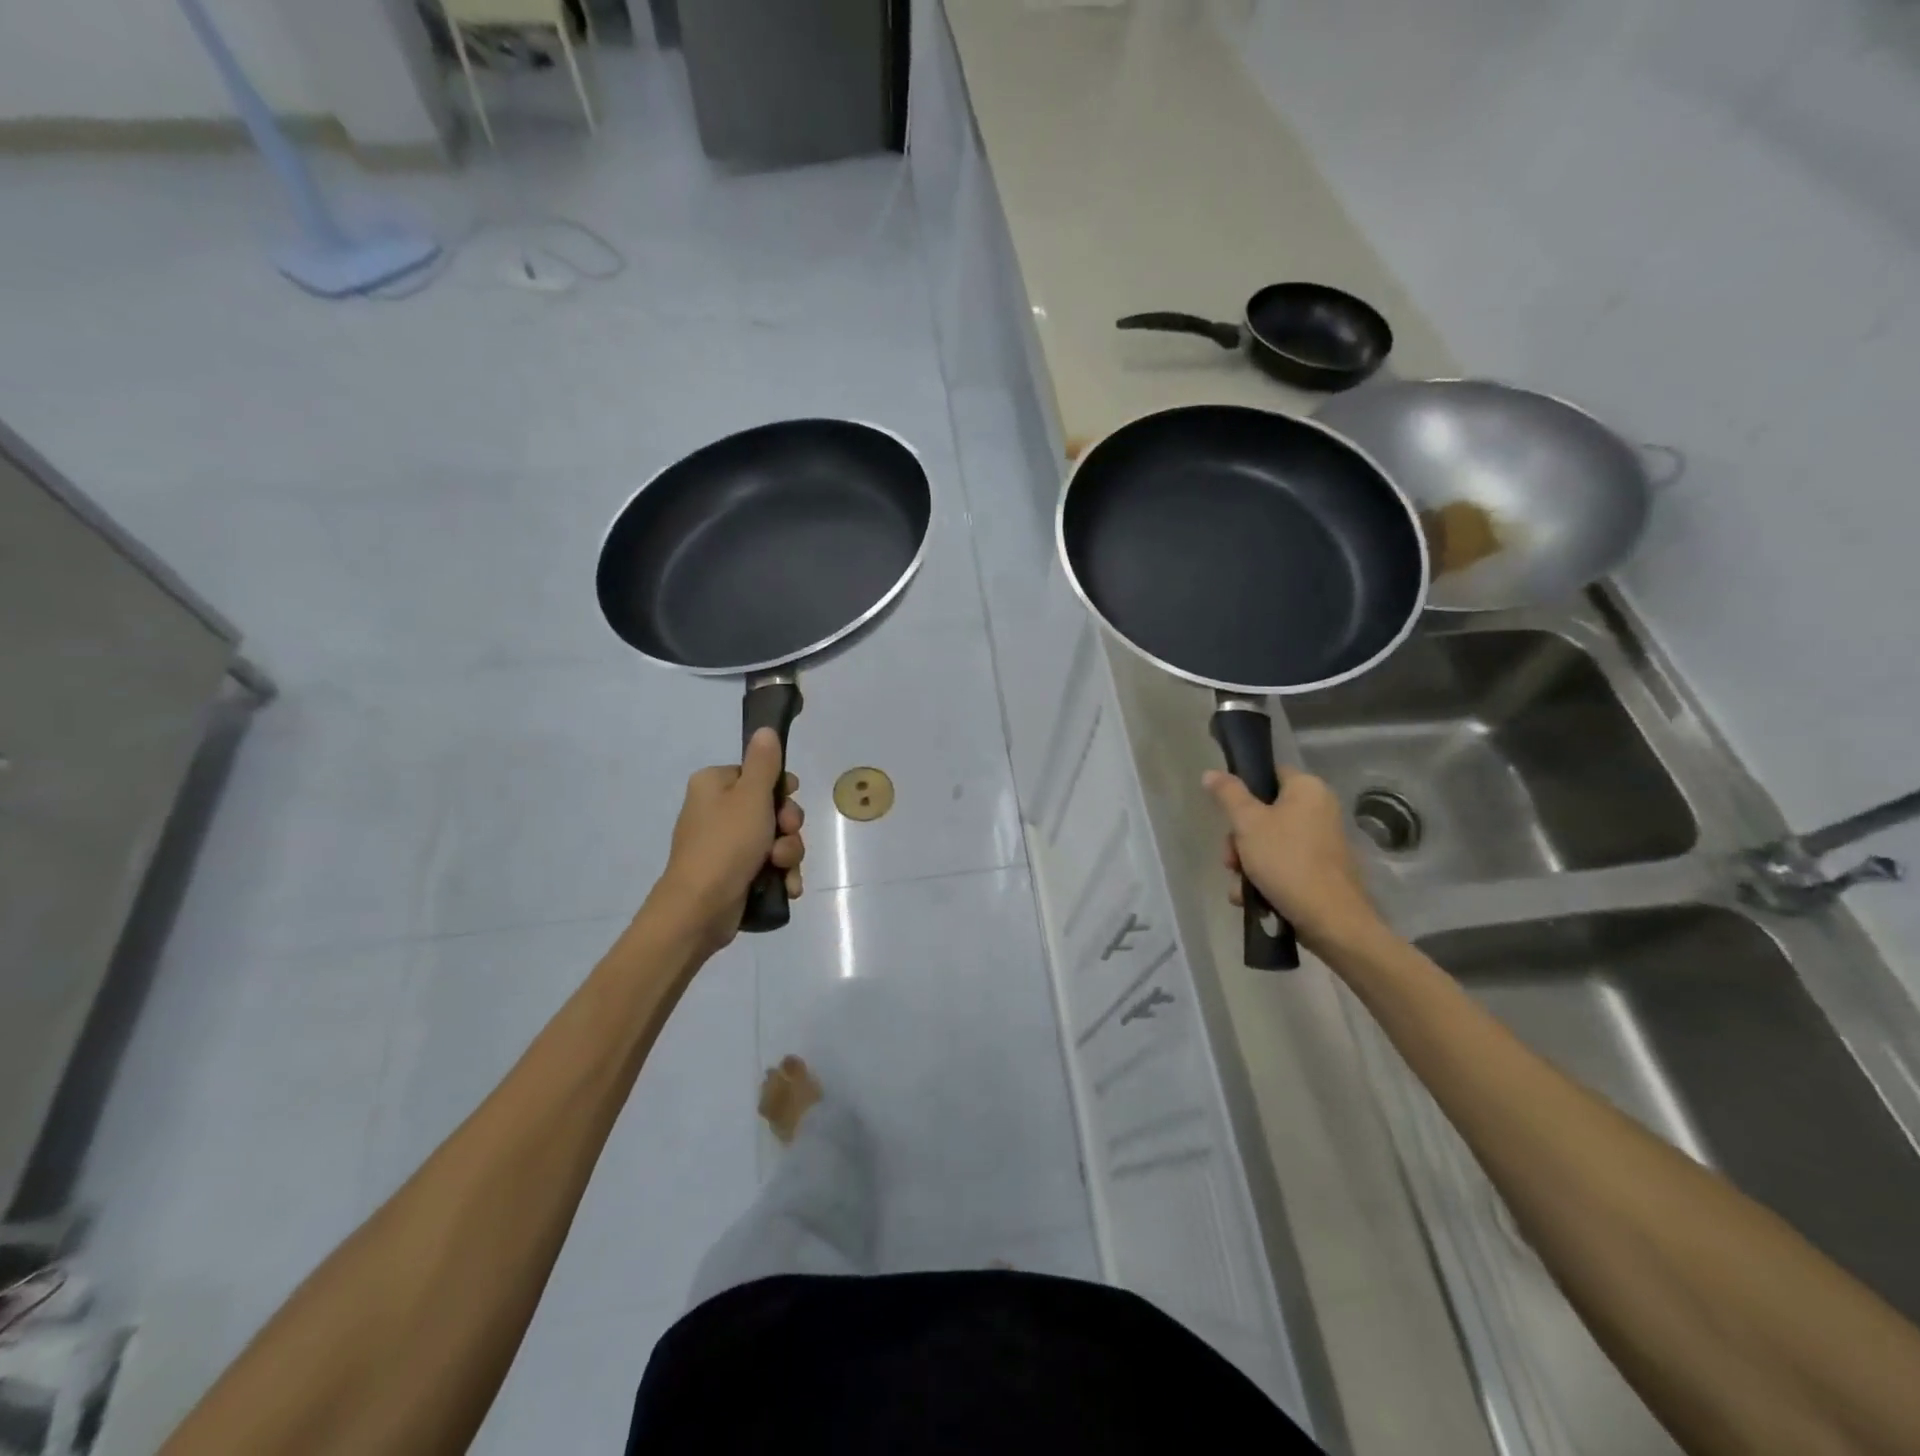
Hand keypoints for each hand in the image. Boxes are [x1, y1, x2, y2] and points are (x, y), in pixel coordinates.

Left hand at [648, 728, 804, 952]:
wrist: (700, 909)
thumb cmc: (726, 844)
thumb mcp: (752, 796)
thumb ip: (764, 762)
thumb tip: (765, 729)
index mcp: (714, 785)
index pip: (758, 775)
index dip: (781, 789)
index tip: (789, 800)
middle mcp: (717, 811)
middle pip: (771, 808)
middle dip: (788, 827)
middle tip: (785, 835)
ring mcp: (725, 845)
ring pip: (775, 839)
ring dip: (788, 853)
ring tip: (781, 868)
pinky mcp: (734, 873)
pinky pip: (768, 865)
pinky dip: (780, 874)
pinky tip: (786, 886)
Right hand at [1203, 765, 1379, 955]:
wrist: (1330, 920)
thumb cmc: (1287, 861)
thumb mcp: (1248, 823)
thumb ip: (1228, 794)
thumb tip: (1211, 772)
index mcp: (1307, 789)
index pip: (1268, 775)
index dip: (1243, 792)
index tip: (1227, 815)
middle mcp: (1319, 810)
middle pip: (1262, 813)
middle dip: (1239, 840)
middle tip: (1231, 860)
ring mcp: (1320, 842)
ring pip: (1267, 843)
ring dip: (1245, 864)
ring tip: (1240, 886)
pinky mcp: (1319, 870)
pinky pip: (1282, 864)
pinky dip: (1263, 879)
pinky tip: (1250, 897)